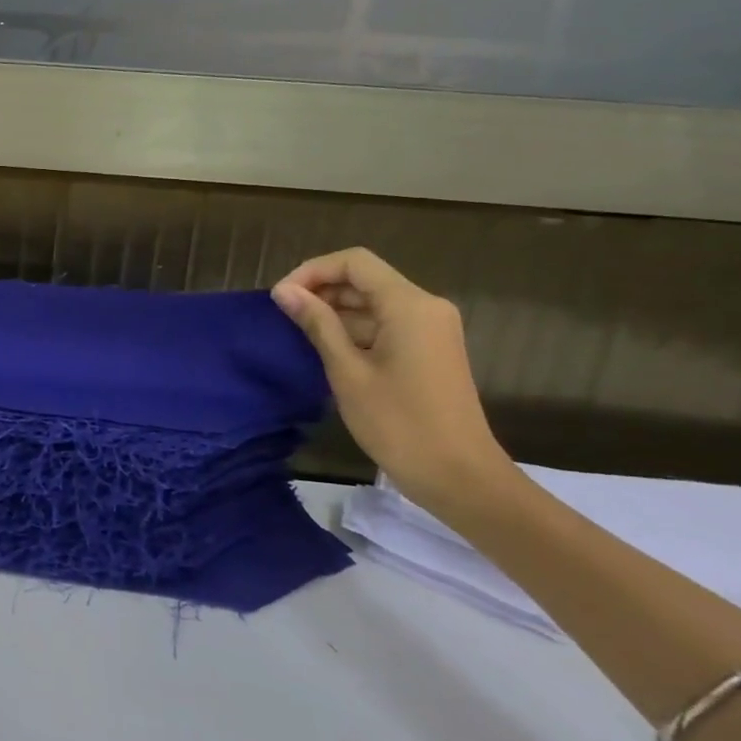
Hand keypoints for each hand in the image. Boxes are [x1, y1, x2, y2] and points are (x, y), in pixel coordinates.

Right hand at [271, 247, 509, 506]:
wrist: (459, 477)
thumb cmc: (399, 423)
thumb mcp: (347, 371)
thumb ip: (316, 324)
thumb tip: (284, 291)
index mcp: (409, 305)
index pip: (354, 262)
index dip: (312, 271)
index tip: (281, 297)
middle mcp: (425, 307)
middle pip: (365, 279)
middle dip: (321, 289)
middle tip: (283, 315)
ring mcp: (431, 329)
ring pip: (374, 302)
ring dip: (335, 310)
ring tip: (298, 333)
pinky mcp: (429, 350)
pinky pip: (386, 323)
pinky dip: (354, 328)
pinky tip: (326, 349)